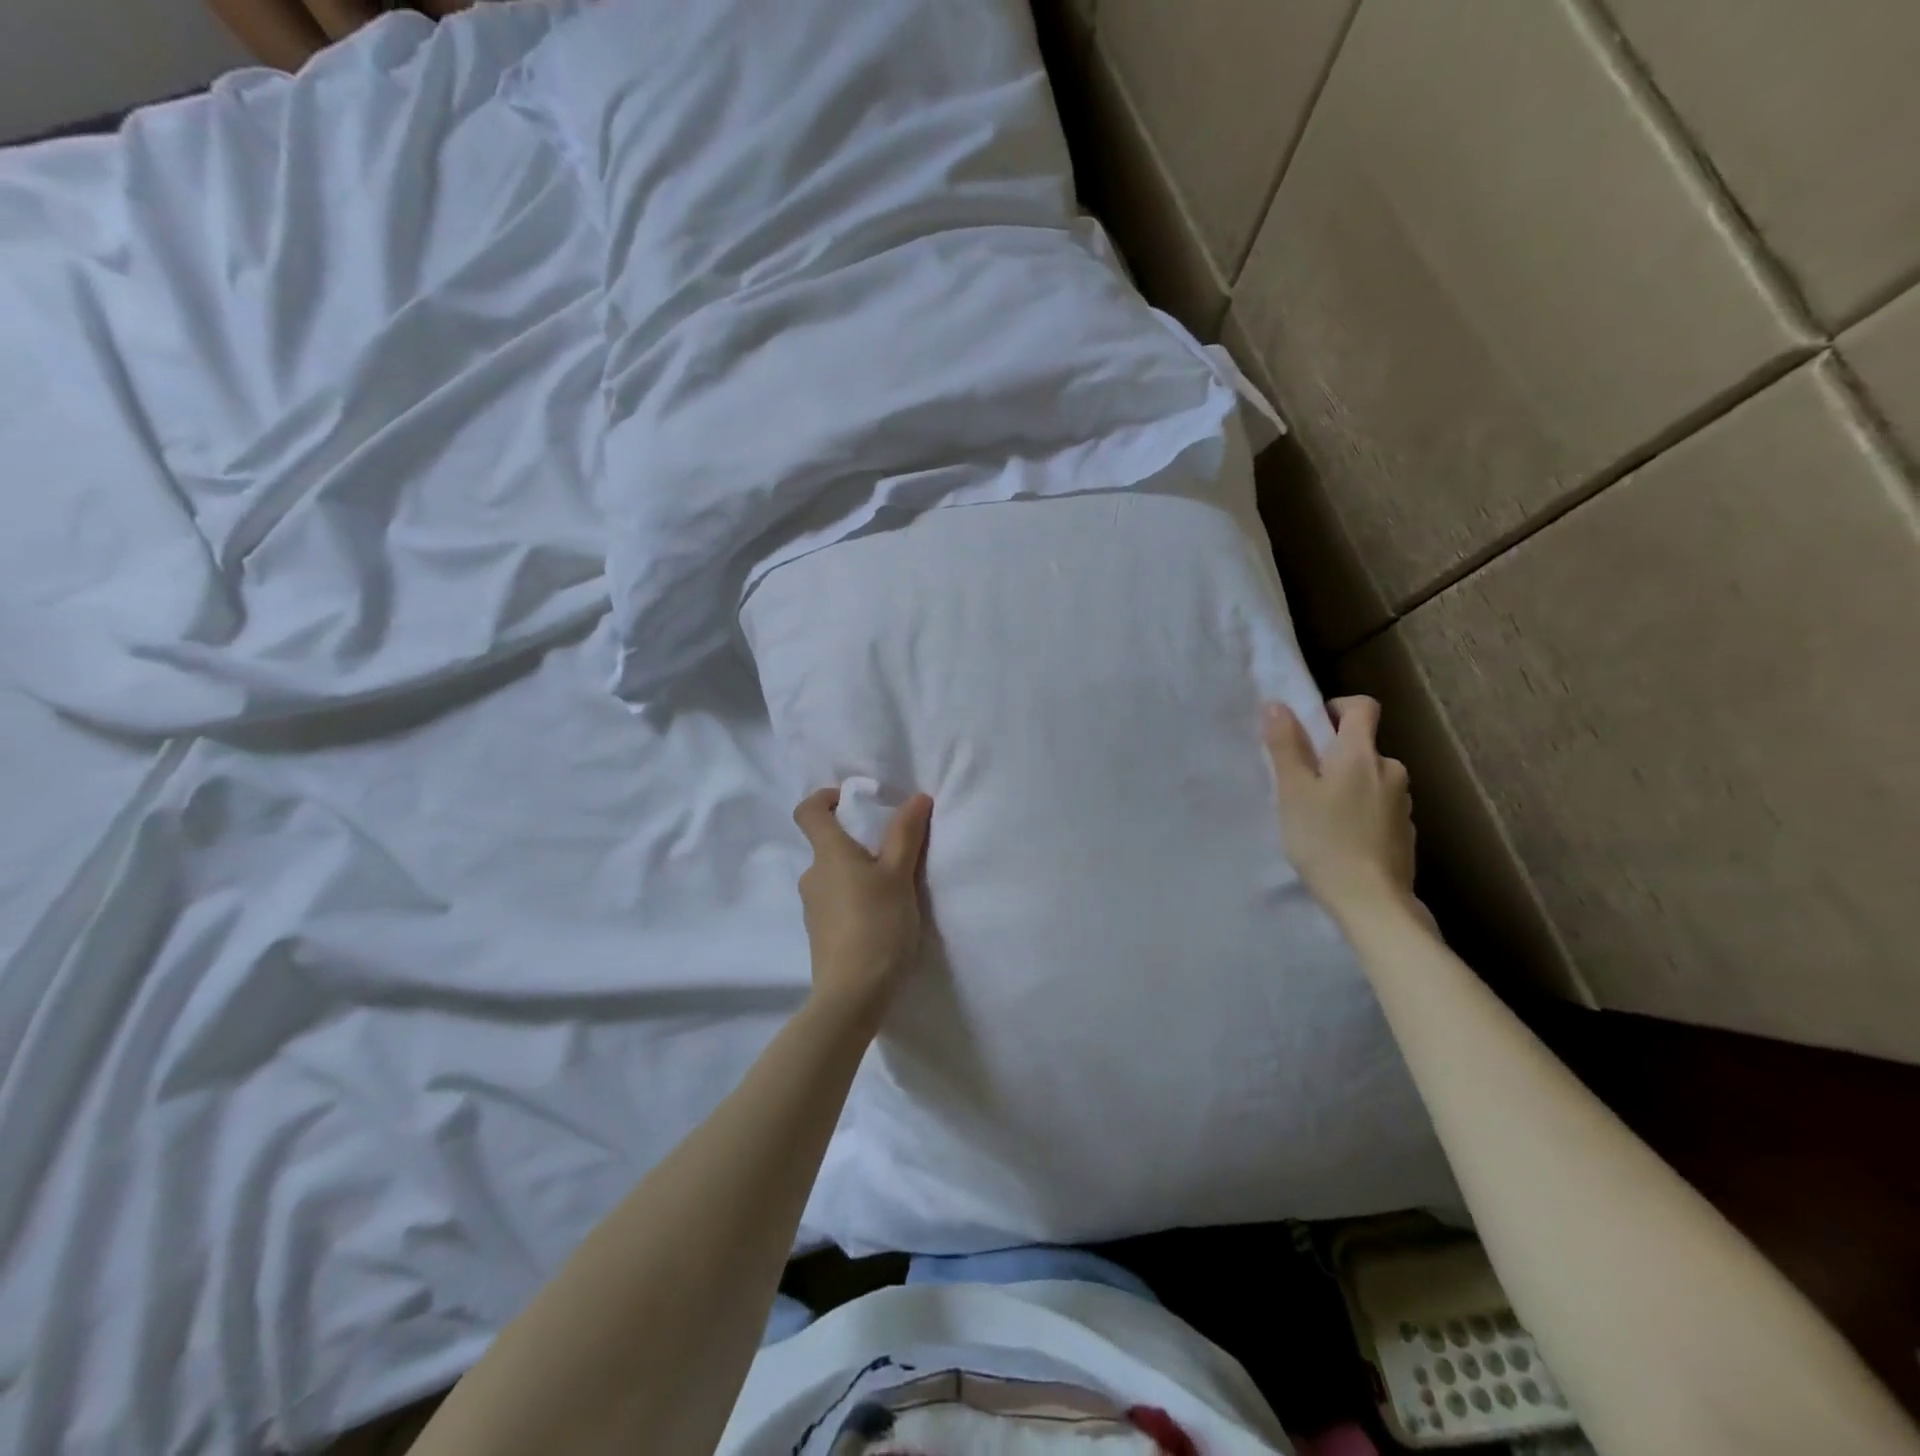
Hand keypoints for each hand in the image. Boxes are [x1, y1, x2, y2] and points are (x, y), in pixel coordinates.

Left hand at [792, 788, 933, 1023]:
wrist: (853, 994)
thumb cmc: (877, 925)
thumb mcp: (899, 875)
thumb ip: (906, 834)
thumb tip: (916, 797)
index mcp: (827, 855)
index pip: (808, 812)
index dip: (824, 797)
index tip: (850, 799)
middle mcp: (812, 876)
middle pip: (827, 845)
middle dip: (857, 841)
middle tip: (894, 850)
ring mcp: (813, 908)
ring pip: (834, 876)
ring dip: (859, 873)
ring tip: (895, 887)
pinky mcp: (821, 934)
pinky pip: (837, 902)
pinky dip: (856, 898)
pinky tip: (883, 916)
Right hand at [1264, 697, 1417, 922]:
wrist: (1371, 900)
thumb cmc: (1324, 839)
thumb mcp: (1293, 791)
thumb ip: (1286, 745)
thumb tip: (1277, 704)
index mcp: (1361, 754)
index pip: (1362, 707)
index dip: (1337, 708)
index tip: (1313, 728)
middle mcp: (1391, 769)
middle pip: (1363, 746)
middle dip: (1335, 756)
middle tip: (1304, 784)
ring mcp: (1402, 802)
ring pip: (1372, 778)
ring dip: (1349, 786)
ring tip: (1321, 816)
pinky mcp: (1406, 831)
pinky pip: (1380, 807)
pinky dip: (1362, 812)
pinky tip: (1342, 839)